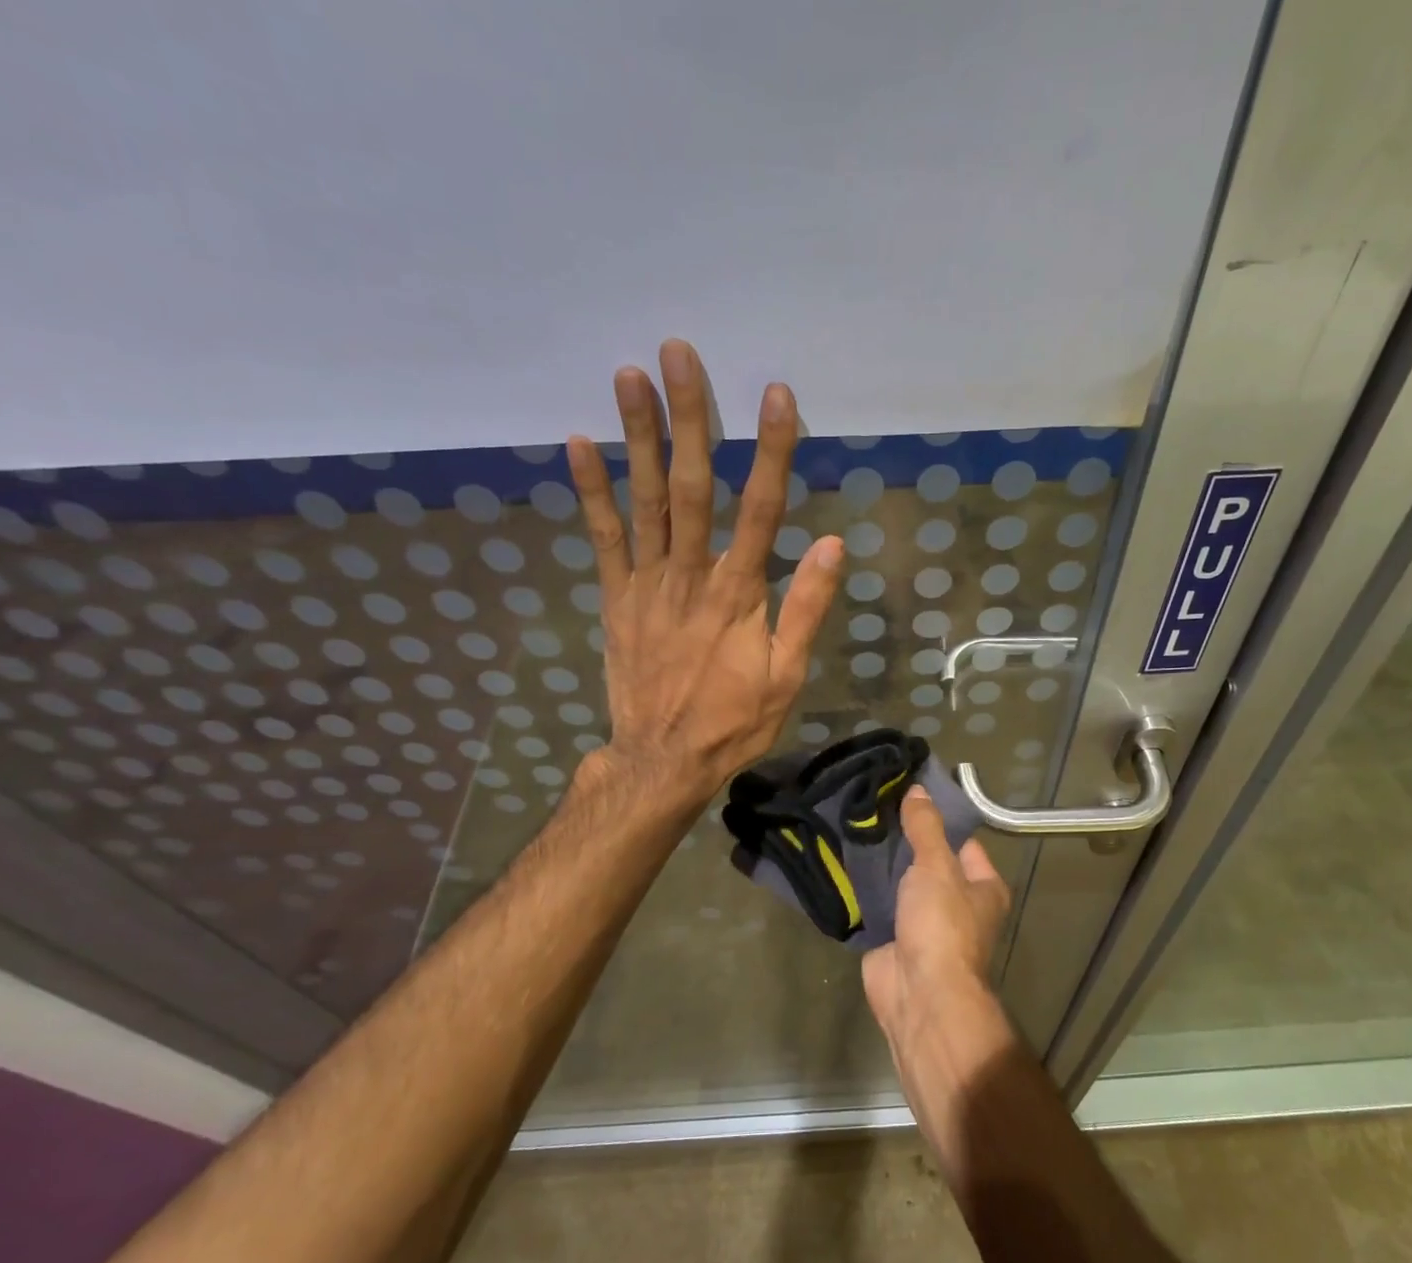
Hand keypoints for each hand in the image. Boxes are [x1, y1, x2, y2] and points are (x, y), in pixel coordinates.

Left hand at [567, 339, 842, 804]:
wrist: (664, 759)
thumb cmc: (733, 721)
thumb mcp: (786, 676)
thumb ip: (806, 609)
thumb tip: (835, 545)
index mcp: (738, 594)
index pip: (762, 509)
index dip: (771, 450)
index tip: (777, 395)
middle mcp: (691, 576)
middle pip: (692, 486)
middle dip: (688, 417)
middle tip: (678, 353)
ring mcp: (647, 584)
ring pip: (644, 500)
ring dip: (637, 436)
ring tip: (628, 375)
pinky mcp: (617, 599)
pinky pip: (602, 539)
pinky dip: (590, 491)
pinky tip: (577, 443)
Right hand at [862, 786, 1011, 1047]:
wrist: (918, 992)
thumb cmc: (942, 924)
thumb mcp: (937, 866)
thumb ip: (926, 827)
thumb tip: (919, 789)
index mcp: (983, 887)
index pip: (963, 841)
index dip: (939, 819)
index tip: (907, 794)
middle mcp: (958, 904)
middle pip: (929, 861)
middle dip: (903, 840)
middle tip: (872, 807)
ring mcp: (924, 923)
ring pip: (900, 883)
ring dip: (880, 864)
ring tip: (853, 826)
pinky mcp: (893, 938)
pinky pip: (877, 905)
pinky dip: (863, 889)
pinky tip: (842, 862)